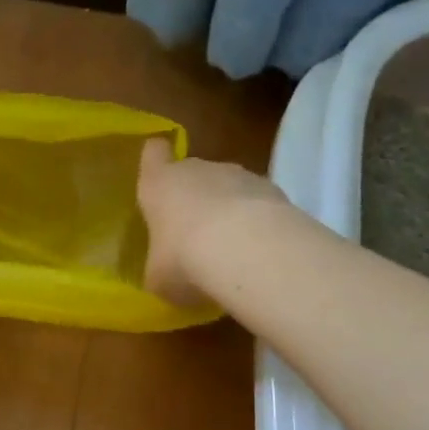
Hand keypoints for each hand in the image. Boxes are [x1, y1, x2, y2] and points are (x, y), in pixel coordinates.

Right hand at [138, 138, 288, 306]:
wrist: (248, 250)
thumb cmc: (184, 258)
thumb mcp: (158, 275)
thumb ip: (160, 267)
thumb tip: (166, 273)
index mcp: (159, 184)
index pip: (154, 153)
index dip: (156, 161)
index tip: (159, 173)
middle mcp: (197, 169)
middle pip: (193, 172)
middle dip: (195, 198)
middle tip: (195, 236)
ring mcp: (239, 175)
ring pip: (229, 187)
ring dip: (229, 210)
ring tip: (233, 249)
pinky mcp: (274, 190)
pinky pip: (259, 203)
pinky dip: (259, 222)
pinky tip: (260, 252)